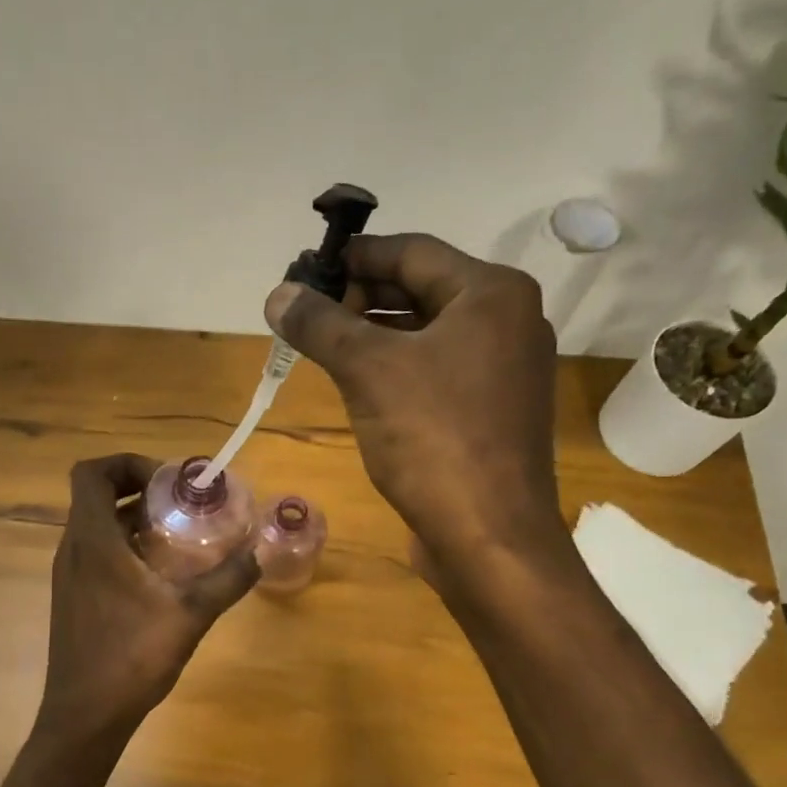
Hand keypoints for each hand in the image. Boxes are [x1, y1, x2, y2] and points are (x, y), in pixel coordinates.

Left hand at [36, 455, 259, 740]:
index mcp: (93, 541)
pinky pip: (96, 552)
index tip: (168, 482)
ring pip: (96, 525)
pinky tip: (159, 574)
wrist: (85, 716)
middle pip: (95, 495)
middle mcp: (73, 549)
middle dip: (139, 489)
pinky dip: (124, 545)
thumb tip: (261, 550)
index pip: (91, 473)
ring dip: (133, 518)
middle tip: (181, 503)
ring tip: (178, 534)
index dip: (127, 463)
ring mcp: (69, 575)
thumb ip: (228, 579)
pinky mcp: (73, 597)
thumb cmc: (131, 658)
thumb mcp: (190, 615)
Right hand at [264, 234, 564, 573]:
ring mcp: (503, 369)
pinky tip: (357, 383)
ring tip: (321, 346)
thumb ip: (320, 325)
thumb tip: (278, 294)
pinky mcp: (491, 411)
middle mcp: (508, 321)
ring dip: (373, 335)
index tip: (306, 271)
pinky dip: (395, 368)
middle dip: (360, 298)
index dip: (354, 257)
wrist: (489, 535)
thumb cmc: (434, 438)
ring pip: (426, 334)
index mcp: (492, 293)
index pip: (412, 251)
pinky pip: (435, 371)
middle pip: (421, 290)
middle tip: (307, 314)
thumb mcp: (368, 370)